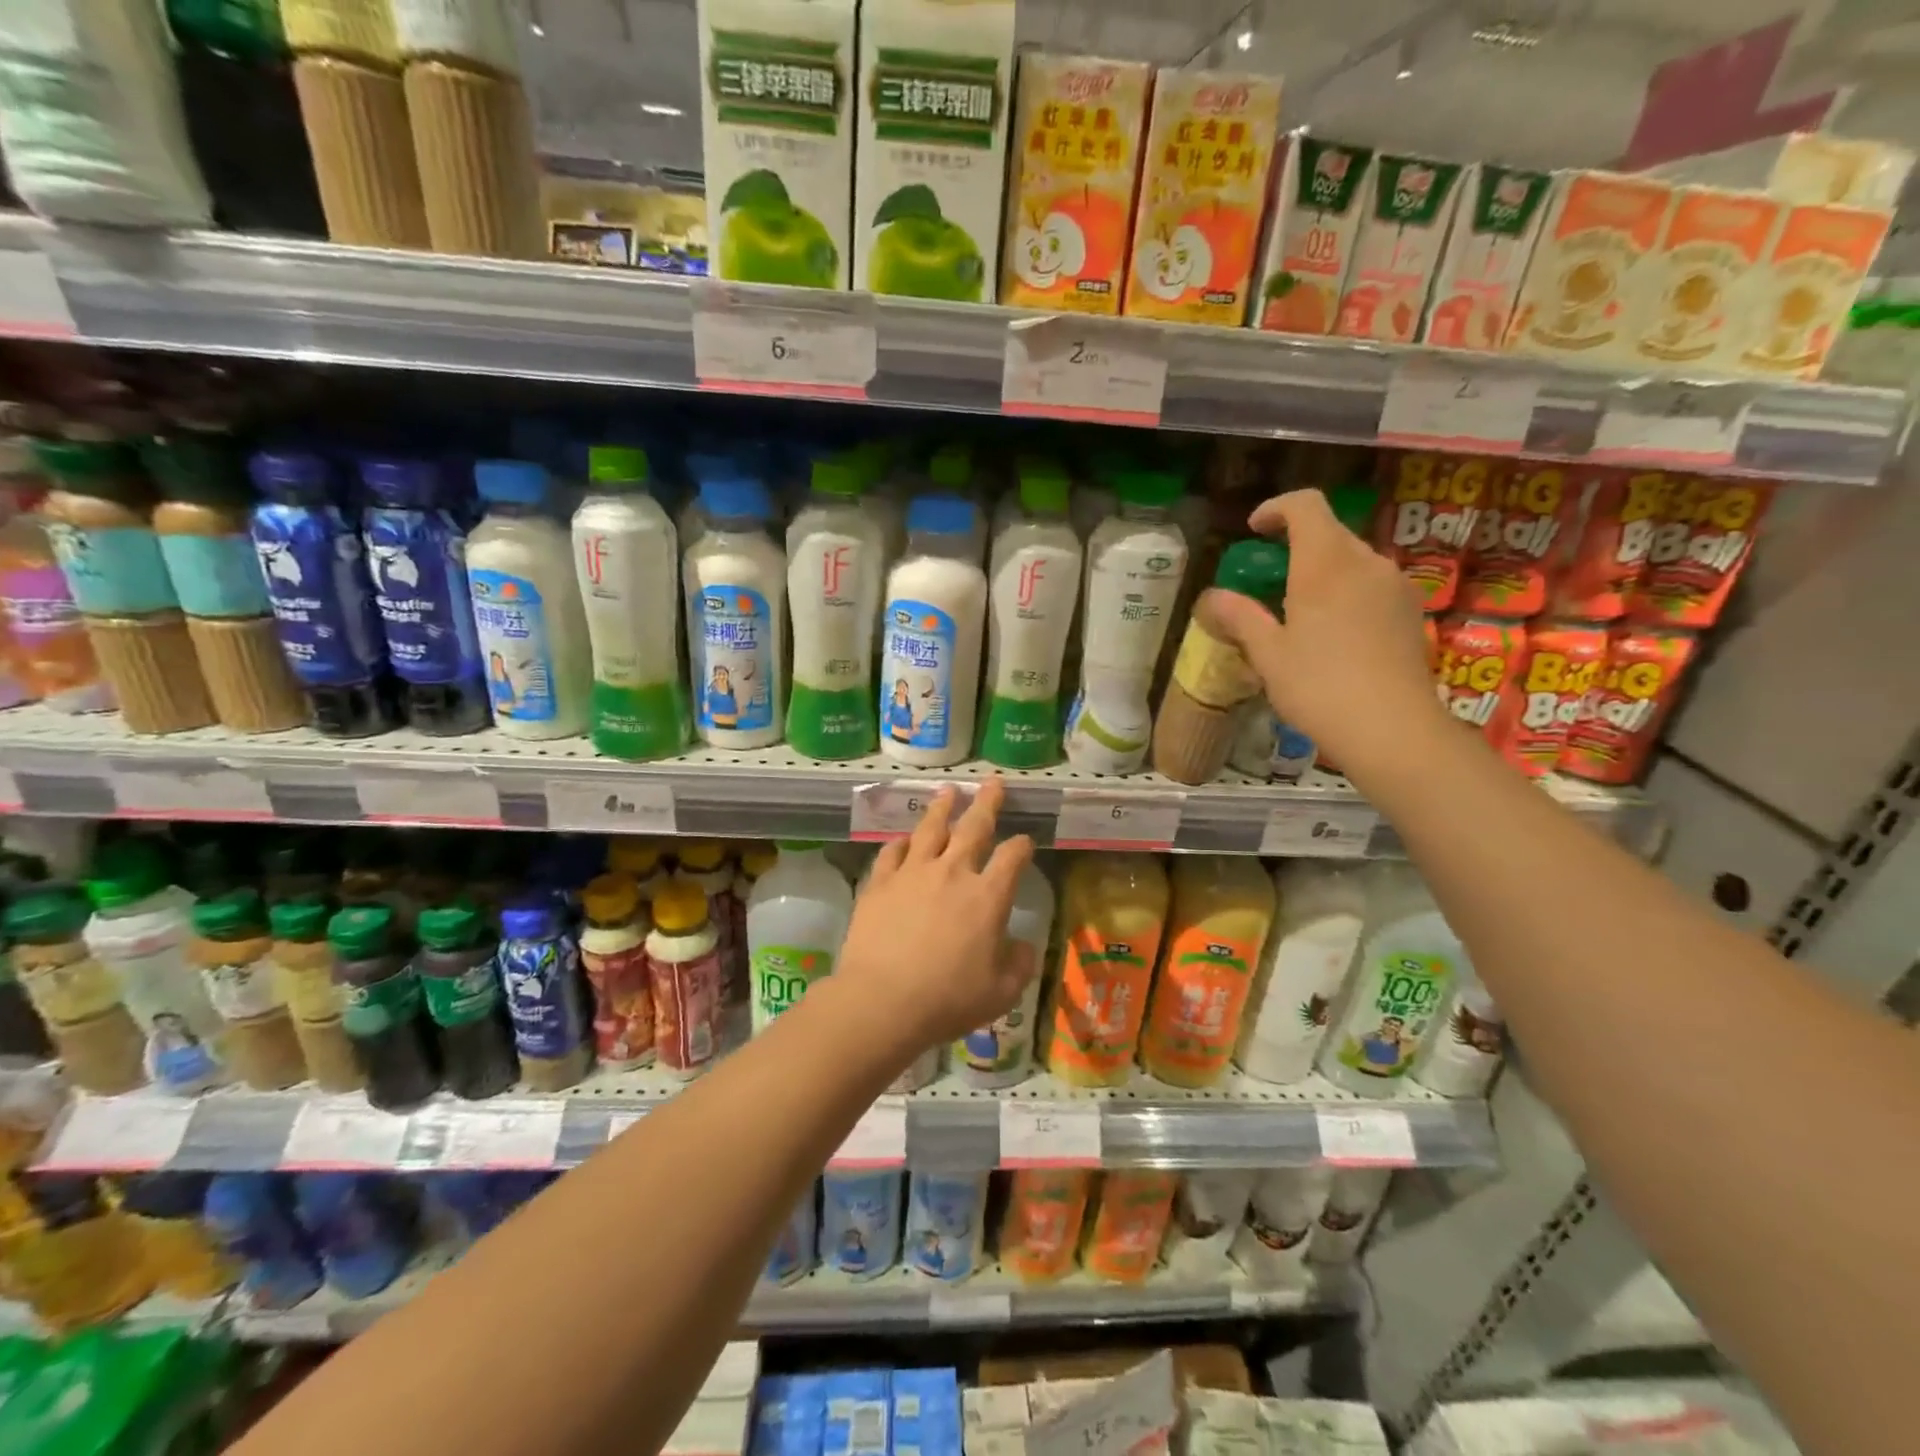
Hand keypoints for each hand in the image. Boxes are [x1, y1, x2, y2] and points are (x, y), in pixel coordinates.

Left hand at [835, 779, 1036, 1057]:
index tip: (1025, 842)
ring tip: (948, 791)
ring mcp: (913, 873)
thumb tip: (1022, 946)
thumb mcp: (1000, 992)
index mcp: (988, 896)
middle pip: (974, 826)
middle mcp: (953, 872)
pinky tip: (903, 839)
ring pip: (930, 828)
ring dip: (942, 807)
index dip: (1022, 846)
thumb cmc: (948, 999)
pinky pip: (892, 852)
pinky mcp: (880, 882)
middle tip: (993, 782)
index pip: (1012, 857)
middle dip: (987, 802)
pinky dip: (901, 842)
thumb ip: (1018, 965)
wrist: (882, 1000)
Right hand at [1197, 489, 1449, 782]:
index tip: (1254, 531)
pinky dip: (1346, 592)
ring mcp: (1395, 585)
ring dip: (1322, 571)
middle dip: (1295, 545)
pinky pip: (1371, 584)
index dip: (1276, 509)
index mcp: (1325, 564)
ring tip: (1298, 612)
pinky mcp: (1410, 611)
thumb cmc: (1319, 686)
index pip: (1305, 505)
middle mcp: (1366, 562)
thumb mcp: (1268, 654)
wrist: (1392, 729)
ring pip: (1352, 560)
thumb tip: (1212, 596)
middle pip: (1330, 532)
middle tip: (1268, 582)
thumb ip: (1240, 617)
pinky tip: (1333, 633)